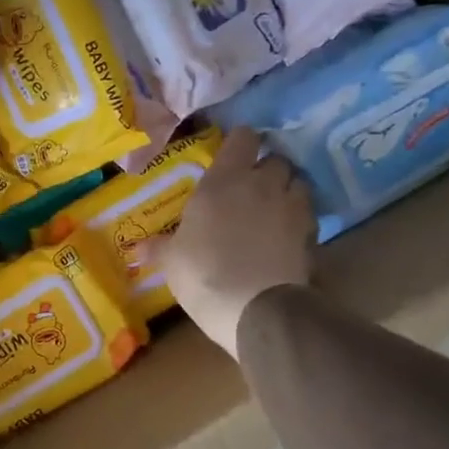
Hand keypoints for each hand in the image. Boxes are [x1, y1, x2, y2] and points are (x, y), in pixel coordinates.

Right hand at [156, 127, 314, 353]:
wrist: (255, 309)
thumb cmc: (203, 273)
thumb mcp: (172, 260)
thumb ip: (159, 246)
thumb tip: (137, 247)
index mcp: (224, 181)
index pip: (243, 138)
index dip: (240, 142)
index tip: (232, 154)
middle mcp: (262, 185)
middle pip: (276, 159)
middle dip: (267, 168)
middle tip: (252, 186)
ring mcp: (292, 208)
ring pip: (299, 183)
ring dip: (288, 190)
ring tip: (274, 208)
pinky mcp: (311, 234)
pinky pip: (308, 215)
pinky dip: (299, 220)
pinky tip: (286, 236)